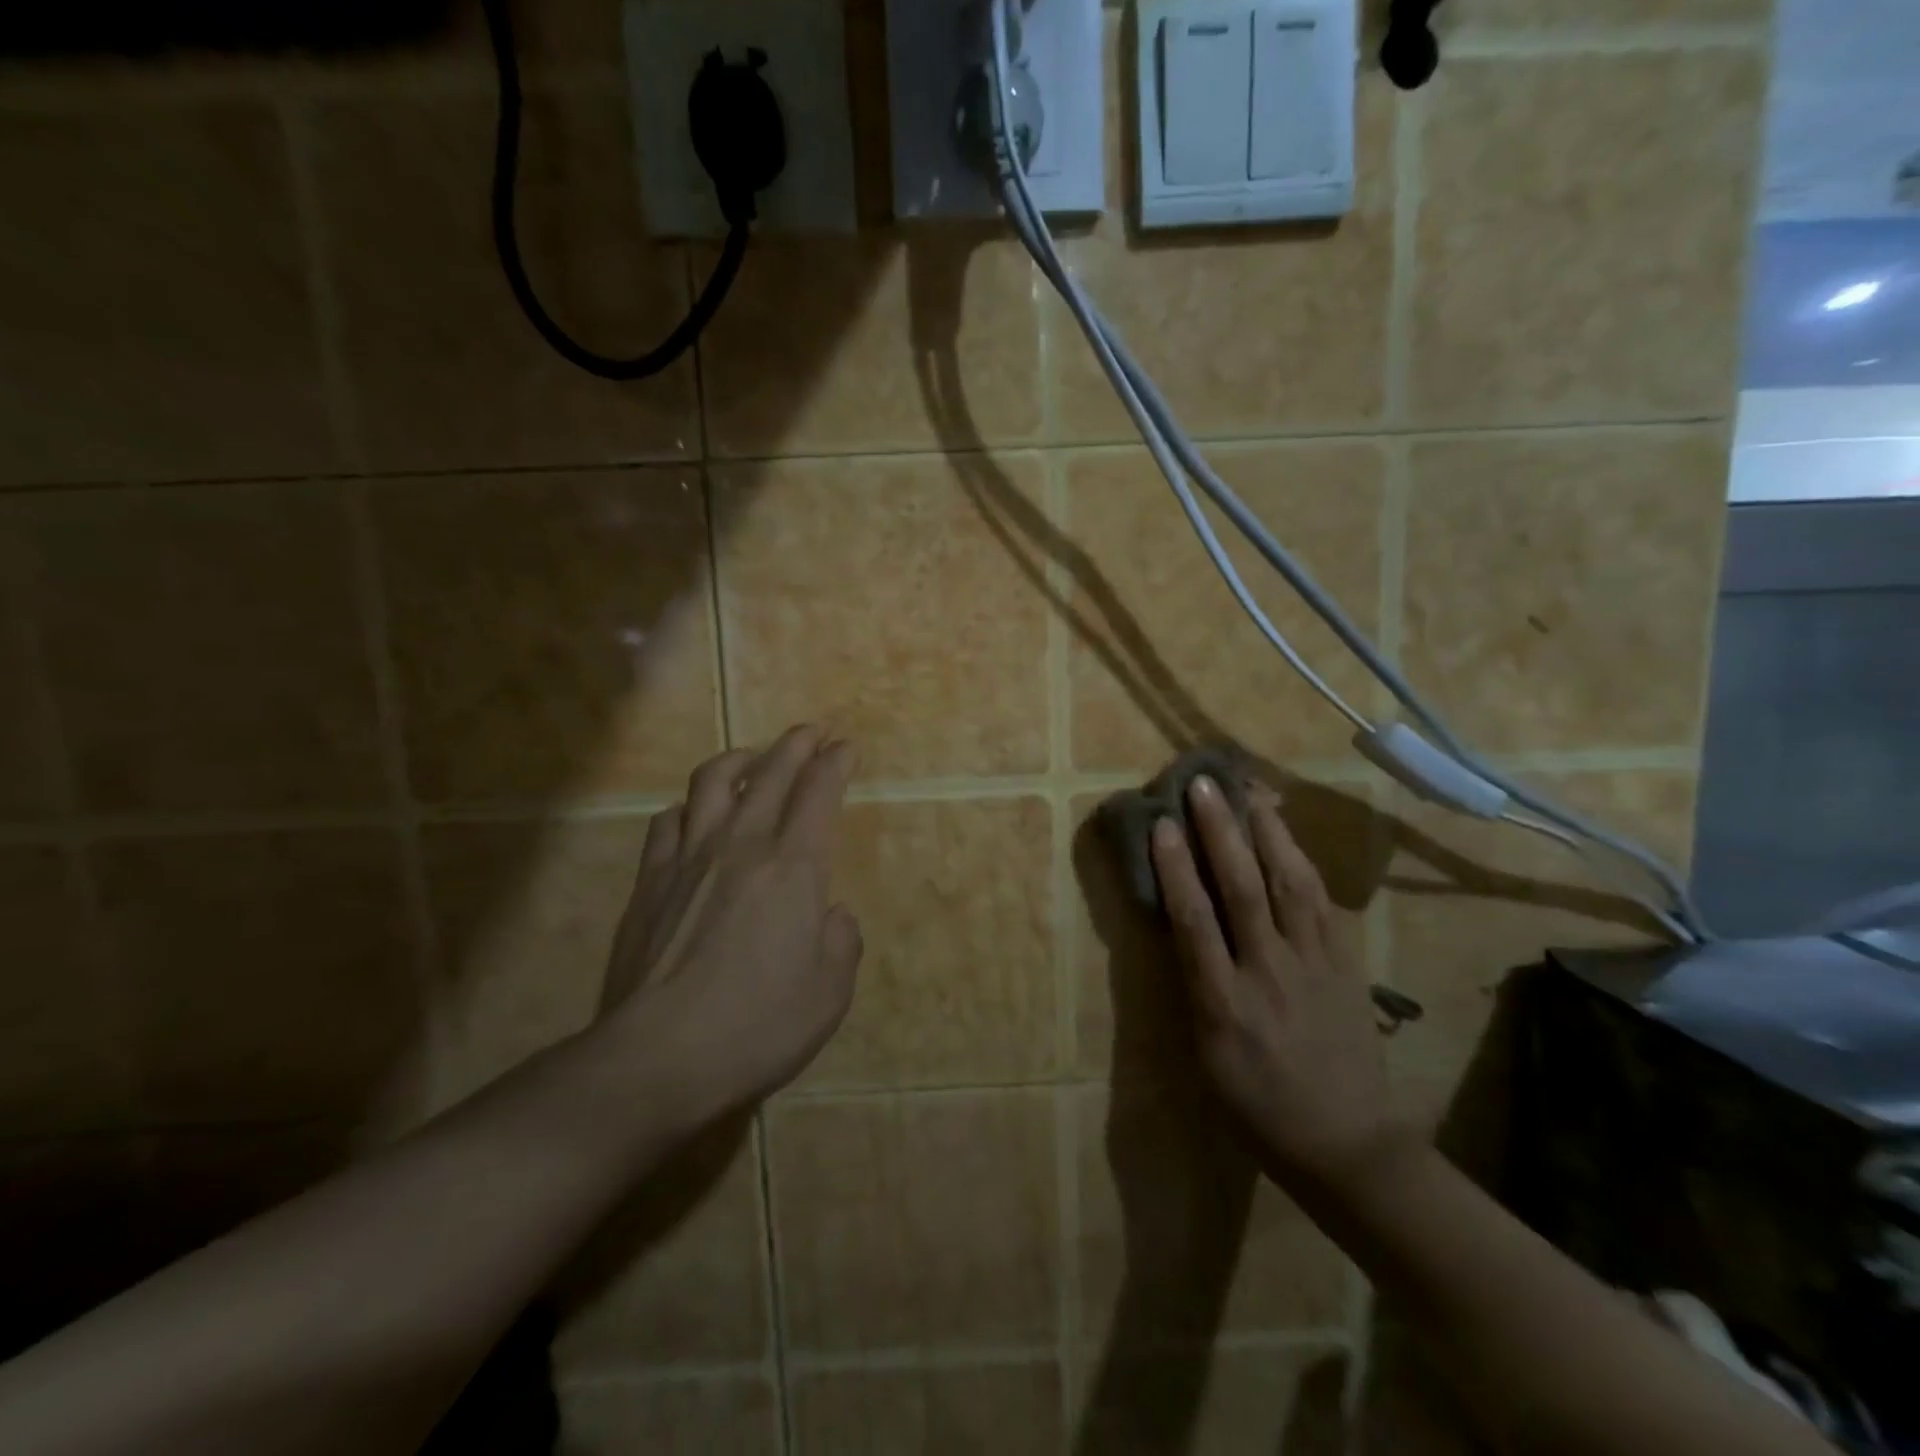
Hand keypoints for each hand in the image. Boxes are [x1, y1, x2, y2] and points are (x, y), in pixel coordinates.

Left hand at [601, 726, 863, 1117]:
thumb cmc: (756, 1026)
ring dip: (739, 759)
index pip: (818, 793)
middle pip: (770, 773)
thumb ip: (842, 942)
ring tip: (752, 758)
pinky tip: (693, 814)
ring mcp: (688, 859)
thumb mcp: (829, 993)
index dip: (835, 763)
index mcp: (794, 868)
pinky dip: (688, 806)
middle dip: (795, 744)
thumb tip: (832, 914)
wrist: (656, 1058)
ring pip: (711, 782)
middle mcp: (742, 846)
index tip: (846, 746)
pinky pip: (668, 821)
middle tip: (811, 731)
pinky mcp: (649, 881)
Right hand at [1150, 775, 1409, 1198]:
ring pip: (1290, 885)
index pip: (1195, 919)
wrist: (1347, 1142)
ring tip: (1252, 793)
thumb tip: (1182, 926)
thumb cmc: (1257, 1106)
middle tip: (1205, 785)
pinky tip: (1289, 840)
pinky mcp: (1347, 965)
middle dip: (1221, 832)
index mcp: (1224, 1003)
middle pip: (1243, 889)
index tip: (1163, 823)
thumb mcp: (1206, 1056)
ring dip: (1268, 834)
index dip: (1177, 866)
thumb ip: (1194, 987)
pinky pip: (1324, 904)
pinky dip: (1303, 865)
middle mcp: (1269, 973)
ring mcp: (1315, 966)